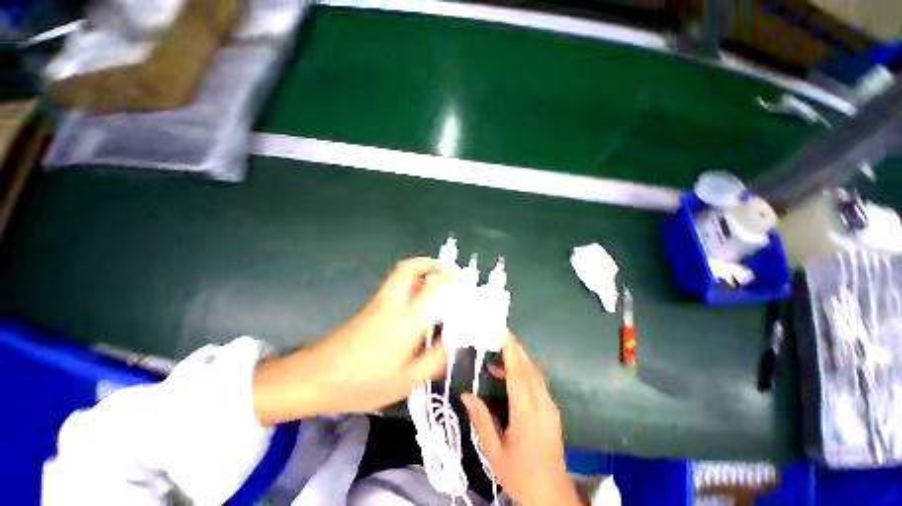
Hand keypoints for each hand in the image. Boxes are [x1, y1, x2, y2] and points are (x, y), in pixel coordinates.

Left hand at [253, 257, 454, 424]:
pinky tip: (416, 300)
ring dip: (419, 271)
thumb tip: (449, 345)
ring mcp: (379, 302)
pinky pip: (395, 285)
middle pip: (409, 268)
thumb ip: (432, 362)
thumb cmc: (362, 382)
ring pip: (400, 273)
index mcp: (405, 321)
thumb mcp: (405, 382)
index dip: (447, 278)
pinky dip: (410, 282)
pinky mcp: (370, 306)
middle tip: (444, 270)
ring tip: (434, 282)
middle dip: (428, 263)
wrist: (316, 377)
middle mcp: (392, 304)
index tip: (459, 278)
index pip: (431, 288)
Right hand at [461, 334, 581, 505]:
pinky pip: (538, 382)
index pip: (519, 373)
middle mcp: (541, 403)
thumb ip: (481, 419)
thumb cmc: (520, 474)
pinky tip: (511, 376)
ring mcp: (550, 406)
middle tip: (498, 335)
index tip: (503, 333)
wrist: (551, 495)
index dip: (511, 350)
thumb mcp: (494, 451)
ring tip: (499, 354)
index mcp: (526, 412)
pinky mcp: (552, 410)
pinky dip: (525, 372)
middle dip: (515, 348)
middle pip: (529, 368)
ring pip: (535, 373)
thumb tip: (466, 394)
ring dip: (519, 359)